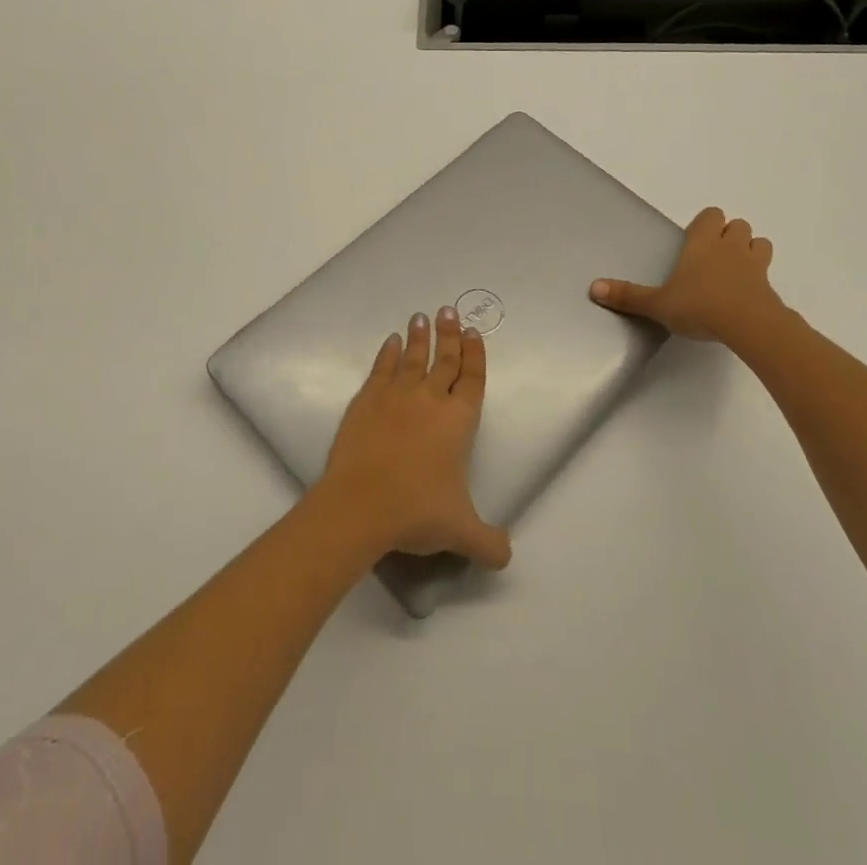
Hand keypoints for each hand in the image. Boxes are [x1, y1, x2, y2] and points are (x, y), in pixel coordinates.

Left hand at [315, 308, 511, 569]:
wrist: (360, 505)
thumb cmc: (416, 511)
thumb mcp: (461, 532)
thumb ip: (488, 542)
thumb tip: (507, 555)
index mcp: (458, 421)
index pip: (473, 379)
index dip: (475, 355)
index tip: (473, 333)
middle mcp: (431, 399)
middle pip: (445, 359)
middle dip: (450, 334)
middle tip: (449, 310)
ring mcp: (396, 396)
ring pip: (413, 358)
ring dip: (420, 337)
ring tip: (422, 316)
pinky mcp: (367, 400)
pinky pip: (382, 369)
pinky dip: (389, 353)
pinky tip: (391, 342)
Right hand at [590, 206, 785, 342]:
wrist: (749, 326)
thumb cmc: (700, 305)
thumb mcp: (658, 303)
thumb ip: (628, 296)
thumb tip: (593, 288)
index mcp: (703, 242)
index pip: (711, 215)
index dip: (705, 224)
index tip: (694, 242)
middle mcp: (730, 246)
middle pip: (738, 225)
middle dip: (728, 235)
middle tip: (711, 257)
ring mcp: (755, 265)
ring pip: (758, 243)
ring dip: (749, 251)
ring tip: (733, 271)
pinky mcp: (770, 287)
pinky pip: (767, 273)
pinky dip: (759, 279)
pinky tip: (746, 296)